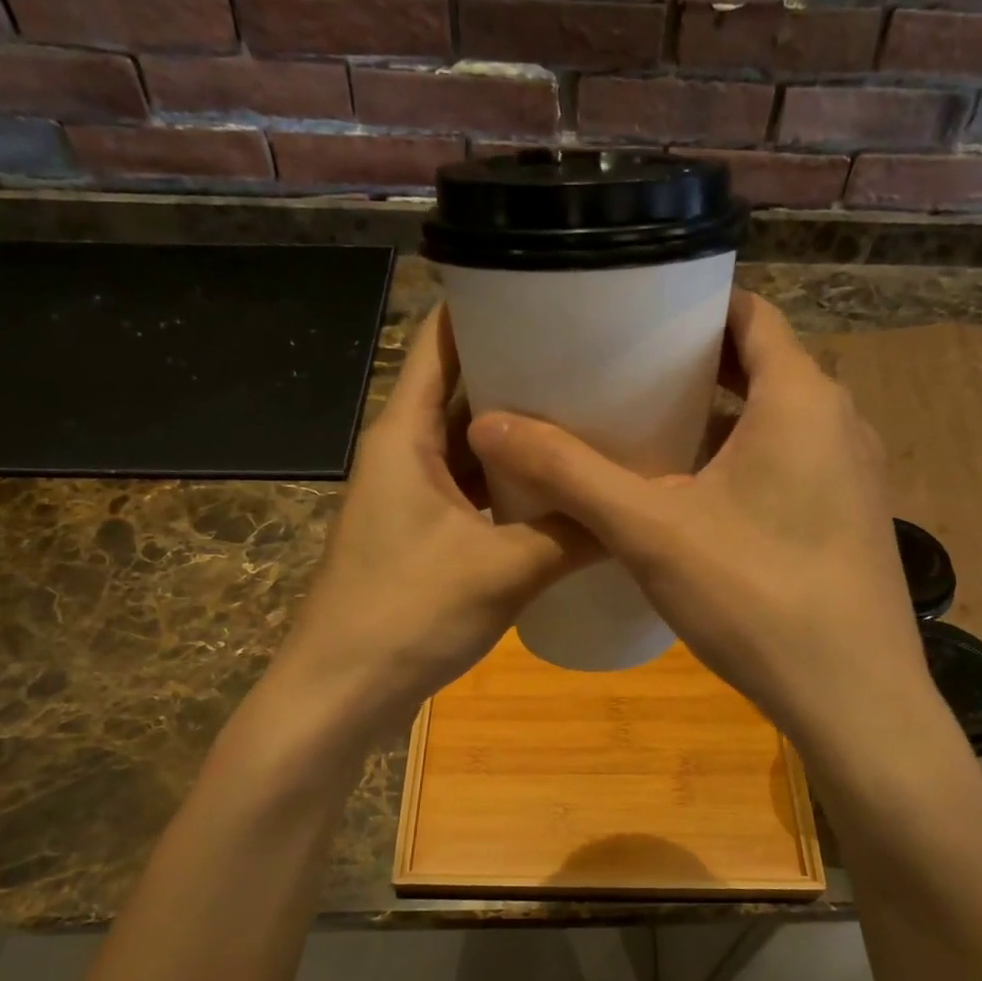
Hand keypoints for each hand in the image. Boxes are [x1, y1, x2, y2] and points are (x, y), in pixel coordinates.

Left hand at [264, 305, 596, 741]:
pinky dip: (510, 485)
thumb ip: (573, 532)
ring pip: (470, 446)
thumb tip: (640, 507)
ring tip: (589, 415)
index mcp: (404, 434)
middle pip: (461, 390)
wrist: (341, 694)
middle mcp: (403, 453)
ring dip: (519, 434)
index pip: (440, 341)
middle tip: (596, 357)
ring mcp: (411, 497)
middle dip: (521, 371)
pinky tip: (558, 489)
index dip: (486, 305)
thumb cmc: (407, 615)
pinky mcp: (422, 536)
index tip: (549, 287)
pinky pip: (472, 491)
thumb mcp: (504, 569)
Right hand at [468, 292, 936, 754]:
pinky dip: (747, 460)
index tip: (635, 319)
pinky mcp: (853, 518)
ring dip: (720, 418)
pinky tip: (698, 499)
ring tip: (649, 431)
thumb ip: (570, 473)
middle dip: (695, 367)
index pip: (750, 313)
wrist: (854, 698)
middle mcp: (840, 421)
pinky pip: (794, 462)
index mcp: (801, 397)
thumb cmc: (755, 596)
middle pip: (762, 365)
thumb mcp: (650, 530)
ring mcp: (855, 473)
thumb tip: (487, 423)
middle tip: (624, 377)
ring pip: (779, 419)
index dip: (692, 308)